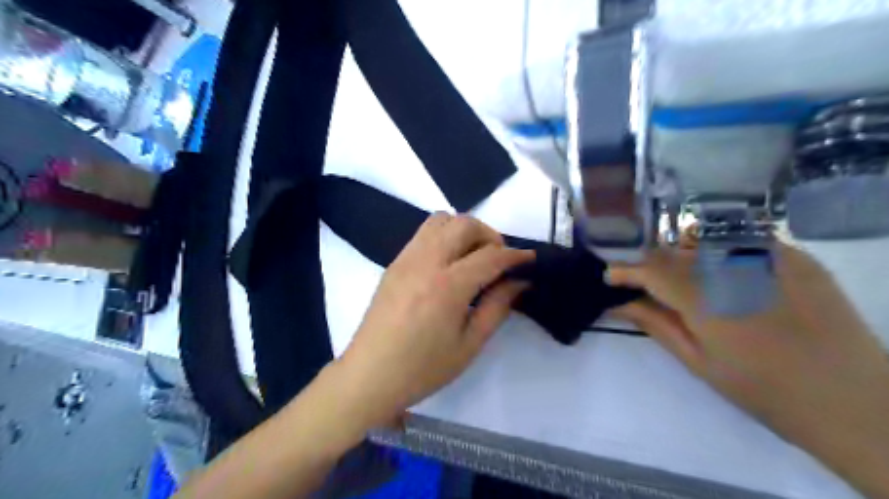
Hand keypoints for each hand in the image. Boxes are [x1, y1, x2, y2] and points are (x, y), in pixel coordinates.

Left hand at [335, 213, 533, 427]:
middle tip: (499, 260)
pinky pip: (423, 233)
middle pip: (464, 224)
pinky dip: (444, 236)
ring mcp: (406, 258)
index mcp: (447, 286)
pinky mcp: (394, 263)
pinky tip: (448, 264)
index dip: (515, 255)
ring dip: (464, 230)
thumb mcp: (469, 344)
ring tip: (473, 257)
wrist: (369, 375)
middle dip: (490, 235)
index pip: (490, 256)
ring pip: (440, 220)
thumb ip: (497, 307)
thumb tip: (518, 281)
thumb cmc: (423, 368)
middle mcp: (426, 262)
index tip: (530, 260)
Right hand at [609, 244, 887, 495]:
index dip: (626, 269)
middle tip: (640, 281)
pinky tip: (717, 270)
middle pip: (675, 252)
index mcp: (709, 301)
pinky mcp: (795, 257)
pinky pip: (740, 240)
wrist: (855, 402)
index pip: (653, 269)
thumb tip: (619, 302)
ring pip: (704, 241)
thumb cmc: (765, 391)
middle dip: (650, 263)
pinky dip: (717, 250)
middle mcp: (735, 269)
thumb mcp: (699, 363)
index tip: (609, 275)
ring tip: (677, 277)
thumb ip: (656, 324)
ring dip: (679, 255)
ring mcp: (771, 258)